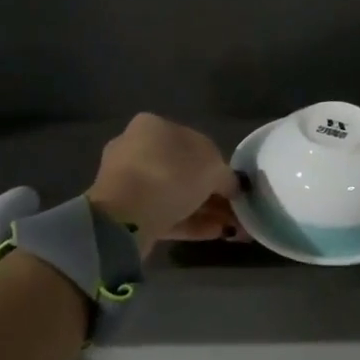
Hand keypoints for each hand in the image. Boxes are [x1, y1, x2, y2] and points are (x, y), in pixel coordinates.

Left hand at [87, 114, 238, 249]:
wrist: (126, 216)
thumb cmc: (171, 175)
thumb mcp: (213, 168)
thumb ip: (226, 175)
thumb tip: (231, 186)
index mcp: (153, 126)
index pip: (193, 142)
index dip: (217, 164)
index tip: (233, 185)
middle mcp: (136, 147)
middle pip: (183, 170)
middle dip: (211, 191)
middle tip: (234, 209)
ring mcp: (128, 181)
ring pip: (174, 194)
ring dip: (204, 210)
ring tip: (230, 227)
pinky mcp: (125, 212)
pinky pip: (164, 214)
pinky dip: (189, 222)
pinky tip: (214, 233)